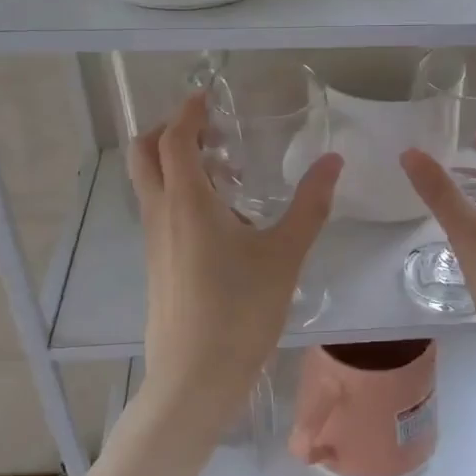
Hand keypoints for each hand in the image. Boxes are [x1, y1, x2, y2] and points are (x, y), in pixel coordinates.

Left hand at [128, 92, 342, 424]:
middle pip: (143, 155)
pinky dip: (177, 194)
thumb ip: (310, 204)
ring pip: (149, 184)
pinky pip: (159, 212)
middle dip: (166, 131)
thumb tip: (333, 161)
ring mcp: (153, 241)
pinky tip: (220, 218)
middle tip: (206, 130)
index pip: (174, 139)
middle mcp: (161, 214)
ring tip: (221, 171)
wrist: (195, 377)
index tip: (207, 98)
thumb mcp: (284, 254)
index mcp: (187, 201)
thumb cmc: (241, 310)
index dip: (188, 112)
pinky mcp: (156, 265)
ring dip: (172, 164)